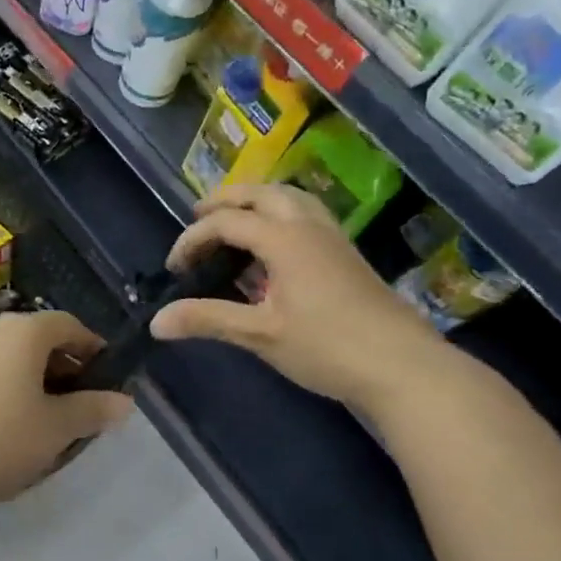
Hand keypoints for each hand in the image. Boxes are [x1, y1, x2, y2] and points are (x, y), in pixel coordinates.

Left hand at [0, 310, 133, 512]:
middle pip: (40, 340)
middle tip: (81, 406)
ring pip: (12, 359)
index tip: (108, 380)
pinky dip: (7, 392)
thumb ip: (92, 411)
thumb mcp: (56, 429)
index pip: (70, 325)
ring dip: (36, 383)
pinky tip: (7, 429)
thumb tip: (124, 402)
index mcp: (25, 332)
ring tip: (47, 423)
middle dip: (66, 369)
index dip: (94, 349)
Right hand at [150, 184, 445, 413]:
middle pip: (262, 193)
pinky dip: (279, 216)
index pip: (226, 222)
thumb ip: (207, 319)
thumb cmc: (327, 347)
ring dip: (257, 202)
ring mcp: (333, 238)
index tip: (174, 267)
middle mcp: (308, 226)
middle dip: (225, 199)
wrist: (404, 367)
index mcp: (284, 238)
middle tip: (198, 216)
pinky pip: (306, 216)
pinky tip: (274, 249)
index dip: (193, 238)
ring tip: (234, 222)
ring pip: (290, 199)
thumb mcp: (260, 334)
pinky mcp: (347, 255)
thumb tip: (155, 320)